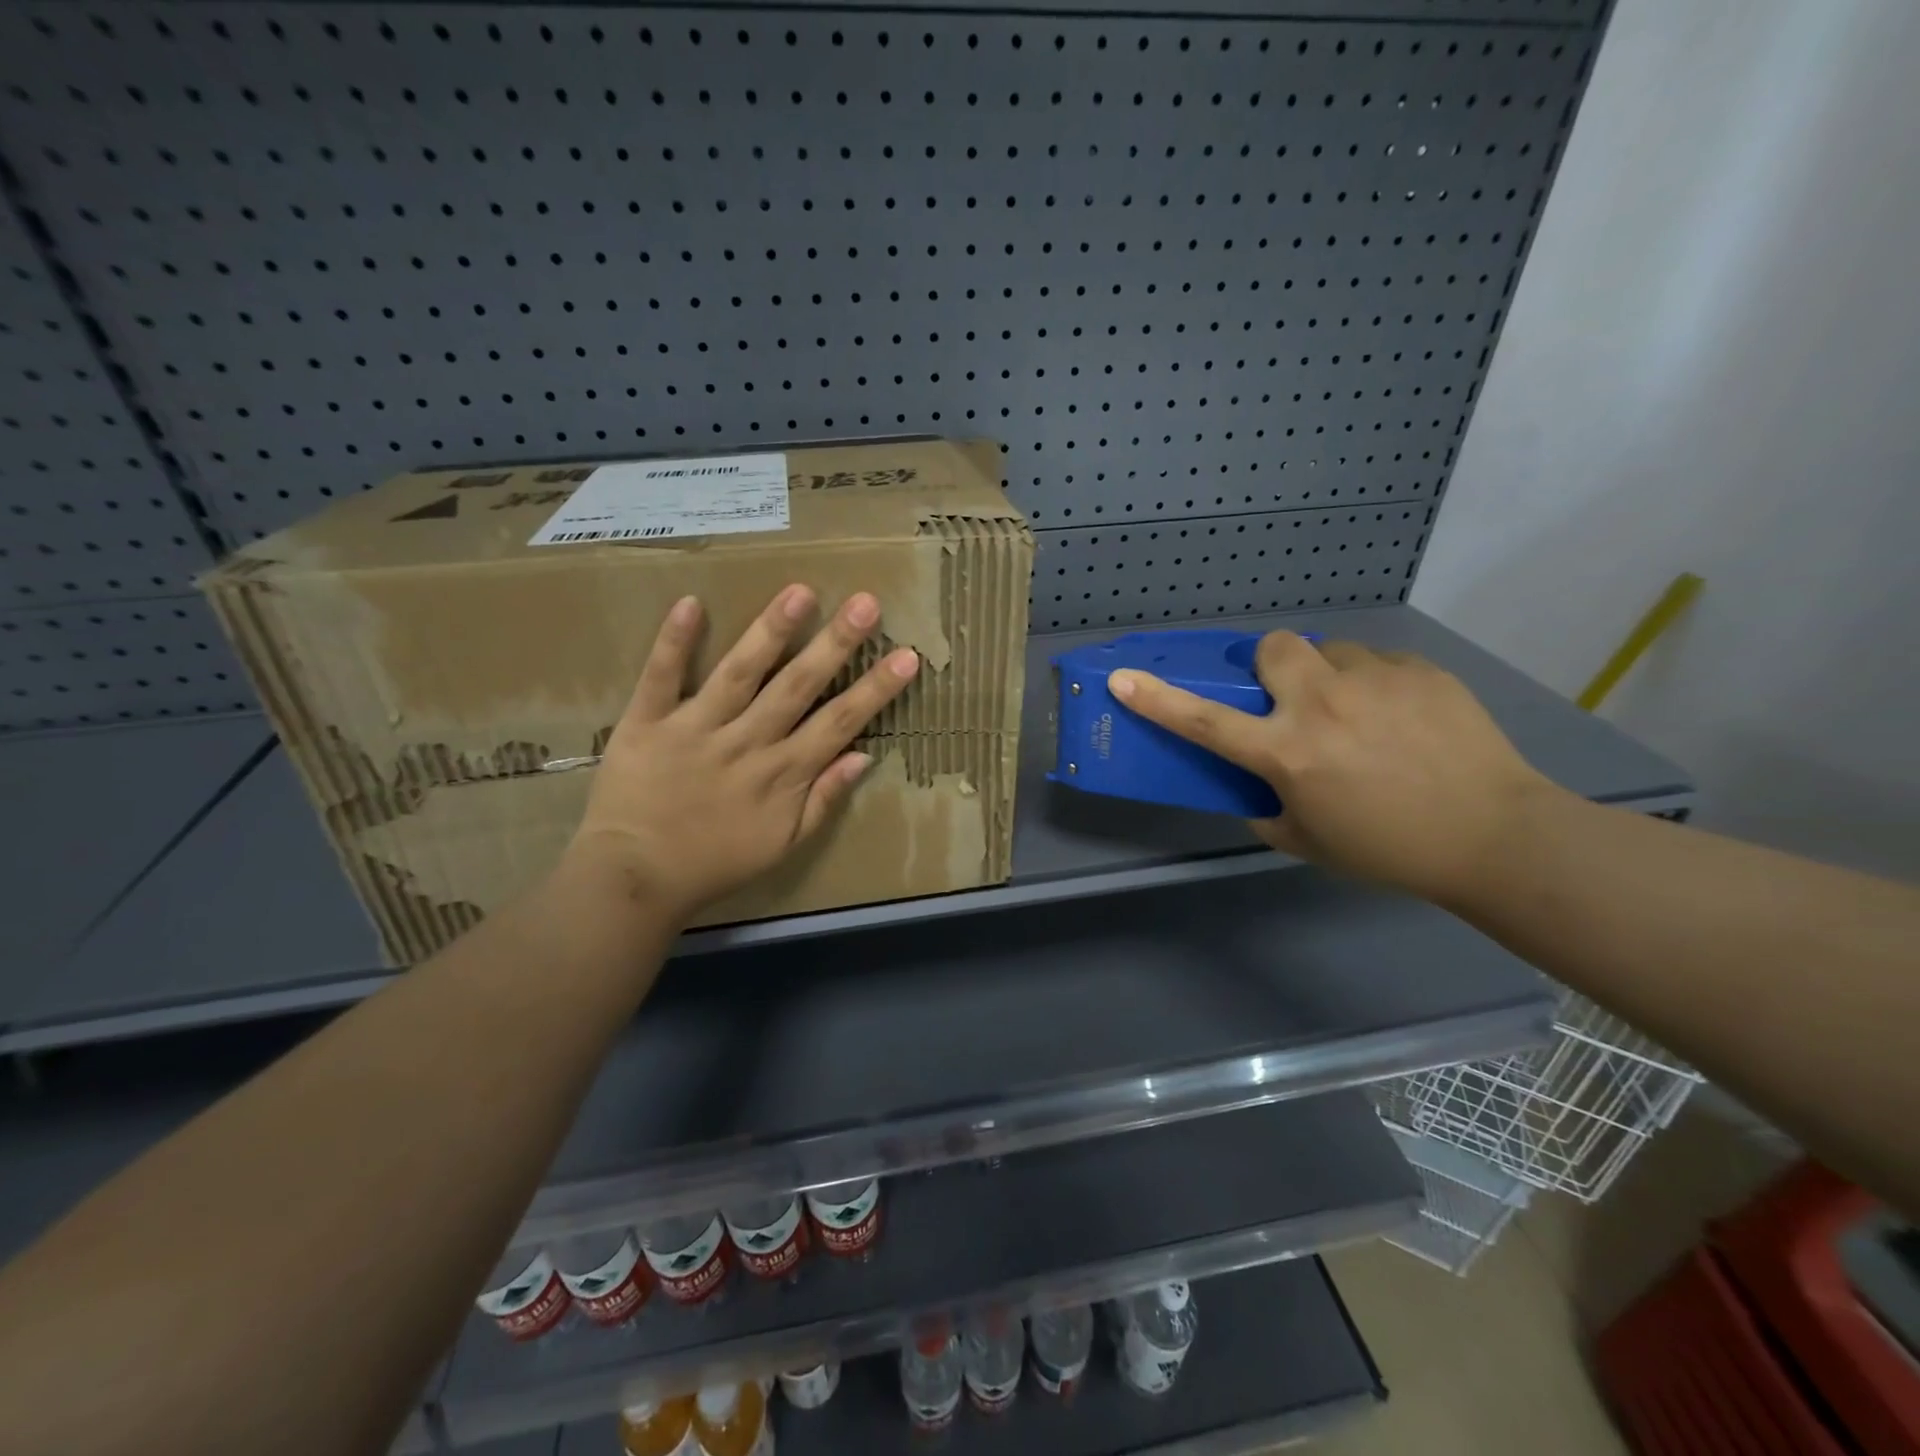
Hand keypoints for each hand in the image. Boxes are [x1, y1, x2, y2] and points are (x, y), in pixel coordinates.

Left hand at [566, 585, 918, 923]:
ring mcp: (696, 729)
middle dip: (835, 644)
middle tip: (866, 603)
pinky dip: (673, 642)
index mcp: (783, 773)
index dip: (876, 689)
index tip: (907, 656)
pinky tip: (691, 603)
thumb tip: (865, 755)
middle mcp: (747, 742)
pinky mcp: (647, 723)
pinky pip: (661, 678)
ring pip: (739, 673)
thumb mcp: (784, 843)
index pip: (840, 722)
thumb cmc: (716, 862)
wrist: (635, 877)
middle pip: (797, 686)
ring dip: (771, 632)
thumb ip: (824, 798)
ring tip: (800, 592)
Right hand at [1109, 634, 1564, 906]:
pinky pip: (1377, 663)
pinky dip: (1374, 685)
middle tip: (1292, 698)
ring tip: (1358, 712)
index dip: (1157, 700)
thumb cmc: (1388, 849)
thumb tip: (1256, 780)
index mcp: (1288, 752)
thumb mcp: (1306, 840)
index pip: (1205, 720)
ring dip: (1328, 676)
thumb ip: (1266, 805)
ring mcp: (1375, 681)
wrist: (1494, 836)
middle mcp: (1322, 705)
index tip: (1123, 679)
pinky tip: (1402, 719)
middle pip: (1273, 648)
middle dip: (1272, 666)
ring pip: (1330, 652)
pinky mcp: (1419, 670)